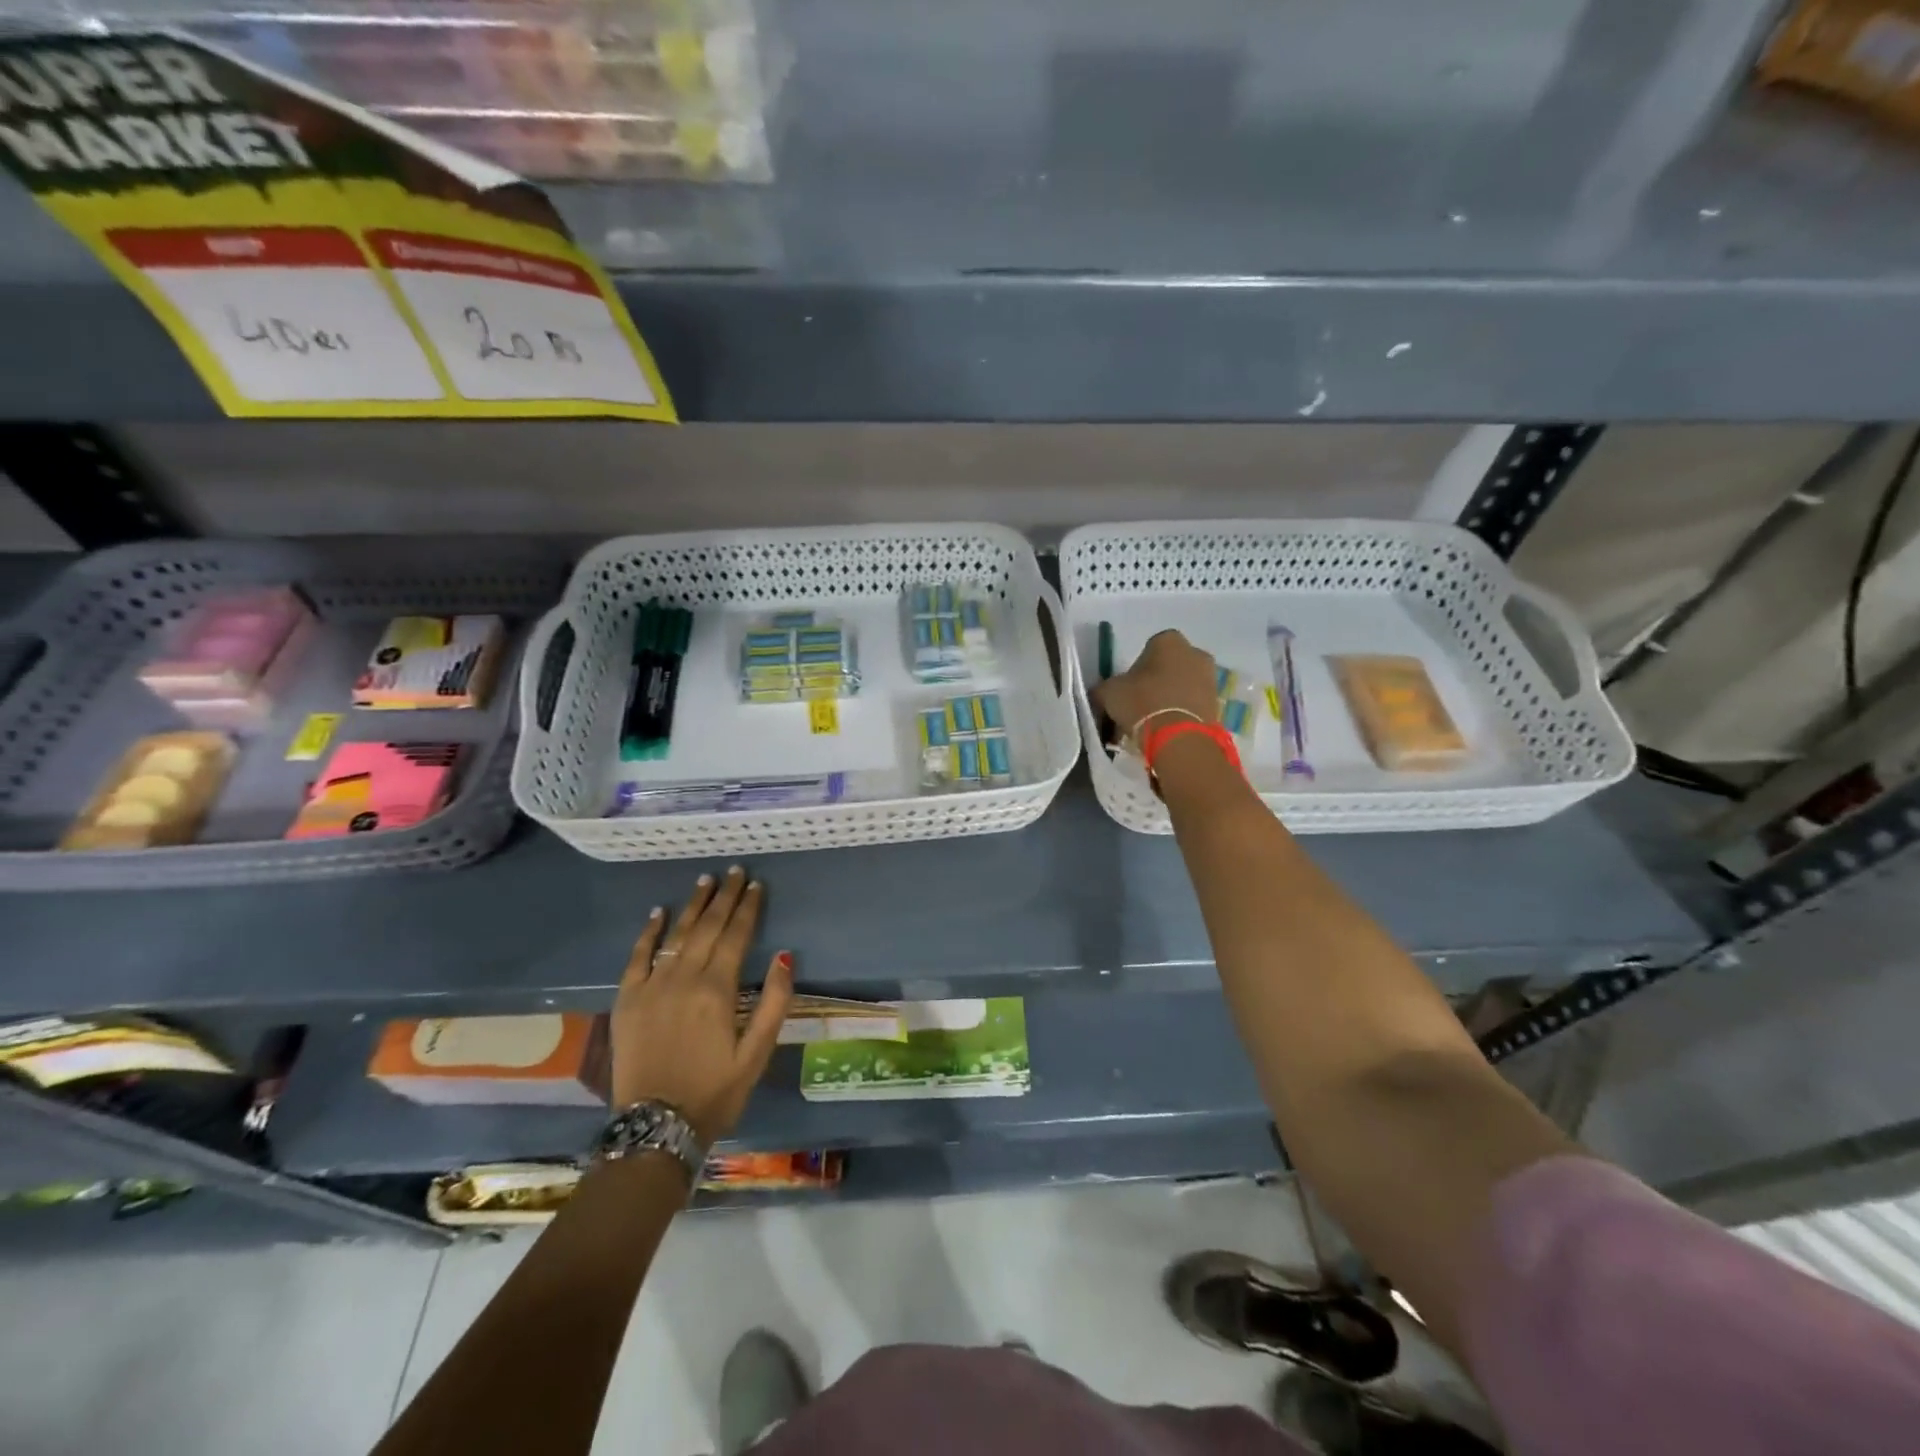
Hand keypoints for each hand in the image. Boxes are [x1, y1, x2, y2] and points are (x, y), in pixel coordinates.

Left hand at [609, 866, 794, 1145]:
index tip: (757, 884)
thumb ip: (774, 1002)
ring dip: (692, 905)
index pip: (736, 935)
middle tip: (735, 871)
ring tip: (705, 880)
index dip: (748, 908)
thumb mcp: (757, 1053)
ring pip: (676, 935)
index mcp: (717, 990)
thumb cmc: (714, 1091)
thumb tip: (785, 955)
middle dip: (724, 897)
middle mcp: (684, 979)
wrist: (655, 1128)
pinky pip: (637, 957)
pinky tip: (659, 912)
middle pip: (707, 927)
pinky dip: (649, 932)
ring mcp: (651, 987)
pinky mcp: (627, 1000)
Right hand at [1093, 629, 1219, 744]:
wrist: (1179, 739)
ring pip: (1181, 686)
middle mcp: (1195, 653)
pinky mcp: (1218, 705)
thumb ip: (1104, 688)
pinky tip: (1165, 731)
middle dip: (1155, 683)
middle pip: (1168, 667)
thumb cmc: (1142, 703)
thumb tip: (1101, 693)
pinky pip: (1192, 705)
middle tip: (1138, 706)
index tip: (1127, 689)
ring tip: (1151, 723)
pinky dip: (1180, 714)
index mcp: (1169, 640)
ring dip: (1168, 699)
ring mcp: (1210, 679)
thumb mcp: (1108, 692)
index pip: (1148, 649)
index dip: (1136, 669)